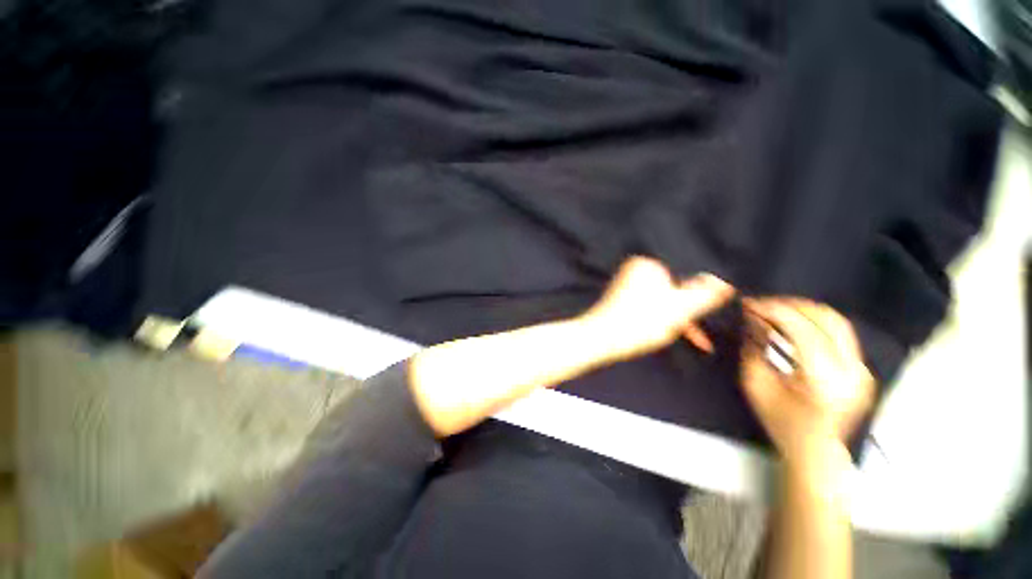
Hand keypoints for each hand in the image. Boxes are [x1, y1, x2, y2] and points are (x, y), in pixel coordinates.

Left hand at [580, 256, 733, 361]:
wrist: (600, 338)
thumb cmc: (640, 321)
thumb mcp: (679, 308)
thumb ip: (704, 294)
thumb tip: (724, 282)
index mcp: (647, 264)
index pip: (683, 279)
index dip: (697, 302)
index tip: (704, 324)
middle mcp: (634, 271)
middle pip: (672, 291)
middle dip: (684, 315)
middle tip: (697, 338)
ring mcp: (626, 286)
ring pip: (660, 302)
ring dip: (673, 321)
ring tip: (674, 339)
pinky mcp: (620, 301)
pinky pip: (647, 308)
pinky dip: (657, 320)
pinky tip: (661, 335)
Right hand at [740, 298, 873, 467]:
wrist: (815, 451)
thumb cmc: (780, 422)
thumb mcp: (755, 385)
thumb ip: (754, 349)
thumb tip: (754, 319)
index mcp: (824, 381)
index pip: (802, 331)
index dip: (774, 311)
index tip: (750, 304)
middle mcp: (852, 372)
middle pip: (827, 319)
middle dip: (791, 305)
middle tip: (763, 304)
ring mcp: (862, 370)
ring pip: (838, 322)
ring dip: (804, 310)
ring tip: (777, 308)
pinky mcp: (863, 369)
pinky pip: (841, 333)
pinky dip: (816, 321)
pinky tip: (795, 322)